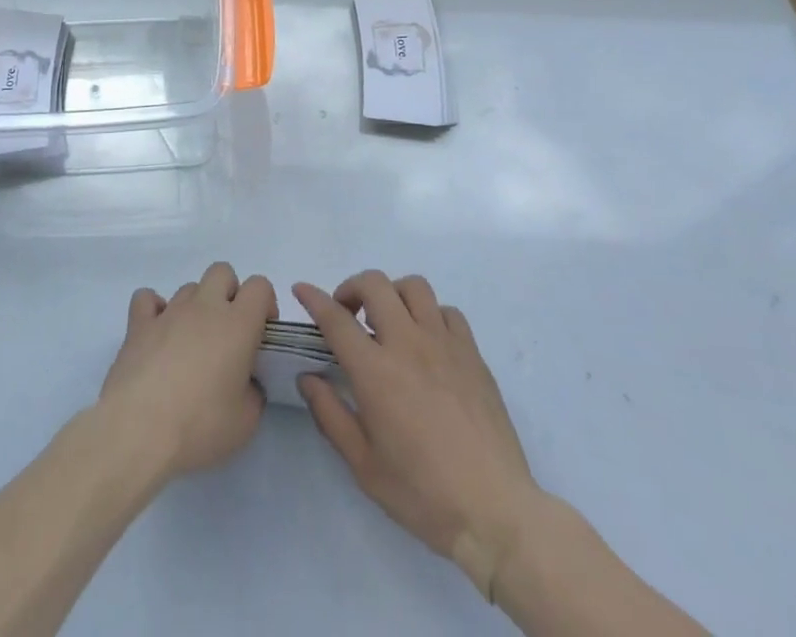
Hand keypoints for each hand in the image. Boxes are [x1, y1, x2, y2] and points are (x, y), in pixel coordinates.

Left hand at [97, 262, 275, 479]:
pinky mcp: (138, 325)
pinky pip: (146, 299)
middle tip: (228, 334)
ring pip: (189, 288)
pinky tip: (157, 334)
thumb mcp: (246, 422)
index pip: (259, 286)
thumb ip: (254, 393)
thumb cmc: (200, 425)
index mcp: (237, 324)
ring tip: (191, 344)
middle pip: (222, 273)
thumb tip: (246, 383)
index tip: (261, 333)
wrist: (139, 431)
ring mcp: (169, 312)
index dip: (265, 303)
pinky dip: (154, 310)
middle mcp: (204, 307)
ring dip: (195, 307)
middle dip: (229, 294)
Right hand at [294, 272, 541, 593]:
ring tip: (387, 321)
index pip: (336, 318)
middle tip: (346, 314)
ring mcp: (444, 343)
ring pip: (413, 287)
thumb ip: (330, 414)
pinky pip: (447, 312)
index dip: (314, 298)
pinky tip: (426, 341)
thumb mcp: (364, 466)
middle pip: (375, 284)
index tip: (301, 289)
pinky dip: (429, 315)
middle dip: (352, 288)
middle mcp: (408, 344)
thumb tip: (308, 378)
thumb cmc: (422, 494)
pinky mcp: (472, 353)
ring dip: (392, 294)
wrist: (494, 511)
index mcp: (376, 371)